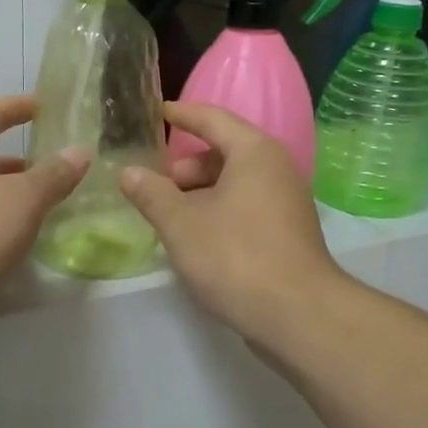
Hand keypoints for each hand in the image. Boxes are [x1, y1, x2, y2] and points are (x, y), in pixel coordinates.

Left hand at [0, 95, 86, 364]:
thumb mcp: (20, 200)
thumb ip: (52, 176)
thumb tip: (80, 150)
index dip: (17, 106)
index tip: (44, 105)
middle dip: (22, 162)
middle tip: (60, 169)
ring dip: (15, 201)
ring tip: (53, 210)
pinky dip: (5, 233)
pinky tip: (27, 248)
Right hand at [119, 102, 345, 344]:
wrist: (298, 315)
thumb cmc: (236, 258)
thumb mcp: (182, 224)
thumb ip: (152, 194)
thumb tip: (128, 172)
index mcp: (254, 152)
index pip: (212, 118)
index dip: (181, 114)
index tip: (155, 112)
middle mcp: (276, 168)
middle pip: (223, 152)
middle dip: (184, 168)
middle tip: (152, 189)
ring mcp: (286, 201)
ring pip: (233, 183)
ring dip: (199, 194)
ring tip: (168, 218)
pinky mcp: (287, 231)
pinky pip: (245, 206)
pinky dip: (218, 212)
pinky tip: (195, 239)